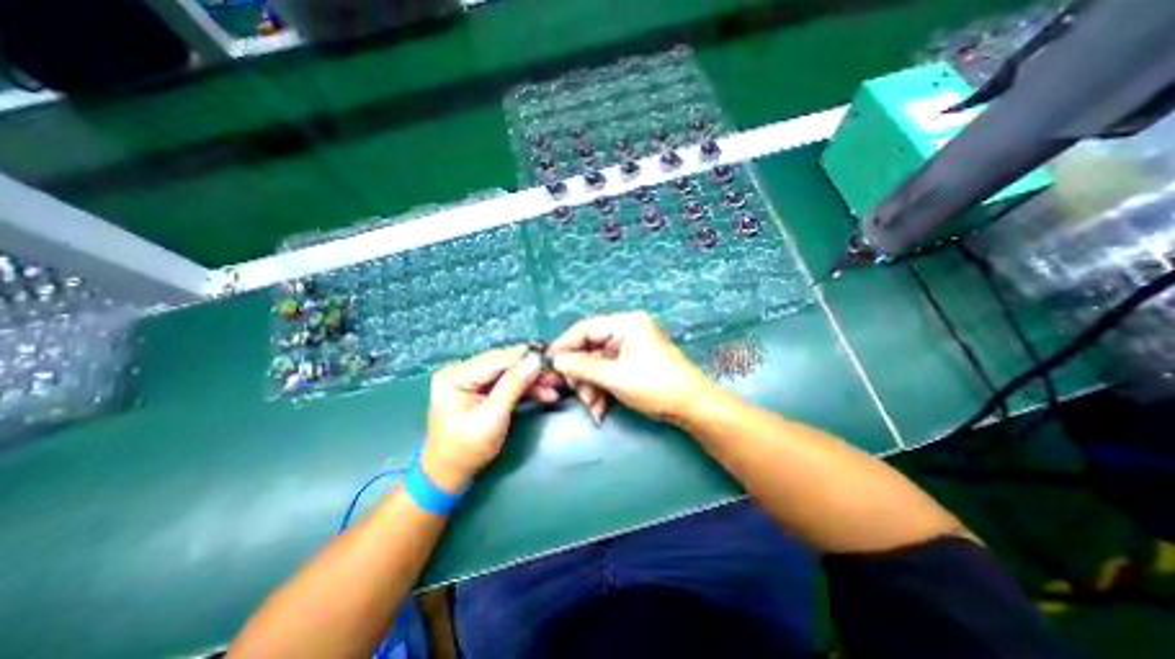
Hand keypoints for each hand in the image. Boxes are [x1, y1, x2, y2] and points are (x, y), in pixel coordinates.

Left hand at [423, 348, 545, 491]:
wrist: (448, 473)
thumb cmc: (467, 449)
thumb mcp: (492, 418)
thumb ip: (513, 386)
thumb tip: (535, 360)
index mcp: (455, 375)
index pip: (497, 359)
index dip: (526, 358)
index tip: (552, 362)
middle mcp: (460, 369)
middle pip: (504, 362)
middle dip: (531, 370)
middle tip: (555, 378)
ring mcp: (469, 377)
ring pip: (508, 371)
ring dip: (531, 380)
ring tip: (553, 389)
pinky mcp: (478, 386)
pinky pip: (505, 380)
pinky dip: (523, 387)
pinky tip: (542, 393)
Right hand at [547, 311, 711, 422]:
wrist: (693, 407)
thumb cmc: (656, 386)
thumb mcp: (615, 377)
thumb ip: (583, 367)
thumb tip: (556, 361)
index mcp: (625, 324)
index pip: (586, 329)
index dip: (565, 346)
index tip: (549, 364)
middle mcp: (626, 331)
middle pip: (590, 349)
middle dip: (581, 375)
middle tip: (576, 394)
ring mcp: (630, 348)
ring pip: (597, 364)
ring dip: (591, 386)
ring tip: (593, 408)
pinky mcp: (633, 364)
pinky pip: (608, 373)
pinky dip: (602, 389)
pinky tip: (600, 409)